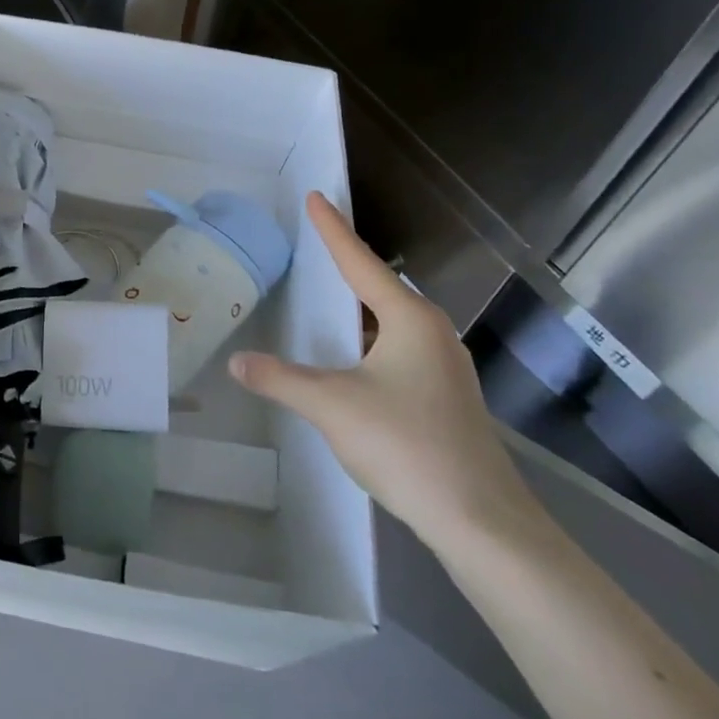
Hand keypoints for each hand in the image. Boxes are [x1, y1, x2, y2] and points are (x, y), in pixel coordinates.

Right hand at [230, 192, 542, 550]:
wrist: (481, 521)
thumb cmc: (407, 446)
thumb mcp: (332, 406)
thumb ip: (280, 379)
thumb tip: (237, 362)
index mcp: (410, 320)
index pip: (360, 262)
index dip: (333, 229)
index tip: (315, 197)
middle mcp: (432, 333)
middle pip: (379, 287)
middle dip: (346, 266)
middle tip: (313, 243)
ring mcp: (444, 366)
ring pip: (390, 322)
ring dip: (357, 308)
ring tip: (323, 298)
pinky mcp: (445, 396)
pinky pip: (396, 348)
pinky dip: (367, 339)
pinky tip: (349, 358)